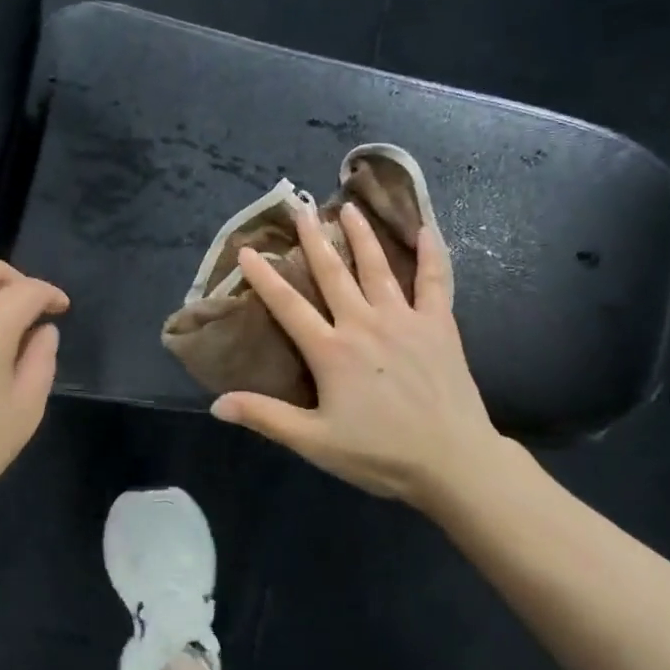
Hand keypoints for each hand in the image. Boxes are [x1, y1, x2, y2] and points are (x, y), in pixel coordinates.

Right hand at [211, 200, 508, 507]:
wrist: (453, 461)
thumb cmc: (379, 453)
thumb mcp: (314, 441)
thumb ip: (265, 417)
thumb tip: (216, 404)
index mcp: (331, 350)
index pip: (288, 305)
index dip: (264, 277)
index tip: (247, 249)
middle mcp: (364, 324)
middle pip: (333, 273)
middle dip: (313, 239)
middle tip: (301, 208)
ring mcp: (405, 320)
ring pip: (377, 268)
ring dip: (362, 236)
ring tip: (349, 208)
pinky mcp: (439, 326)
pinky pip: (436, 281)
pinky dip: (433, 254)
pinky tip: (428, 229)